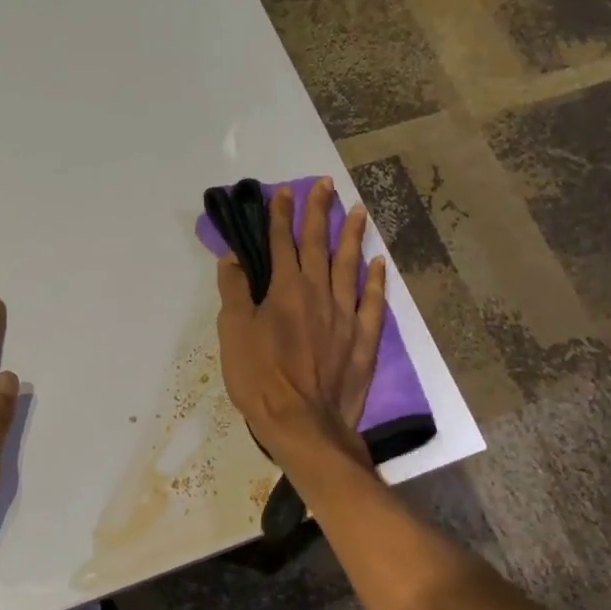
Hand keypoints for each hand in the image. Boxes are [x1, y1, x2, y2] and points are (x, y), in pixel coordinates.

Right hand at [215, 176, 386, 467]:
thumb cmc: (260, 379)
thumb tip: (232, 258)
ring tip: (357, 211)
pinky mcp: (363, 339)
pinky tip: (378, 264)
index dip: (280, 216)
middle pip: (319, 245)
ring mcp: (345, 315)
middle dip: (318, 213)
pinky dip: (375, 280)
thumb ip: (234, 292)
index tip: (283, 191)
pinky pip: (372, 302)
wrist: (304, 423)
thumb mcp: (233, 334)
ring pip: (349, 266)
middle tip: (325, 185)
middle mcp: (319, 293)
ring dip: (352, 237)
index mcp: (285, 289)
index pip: (280, 243)